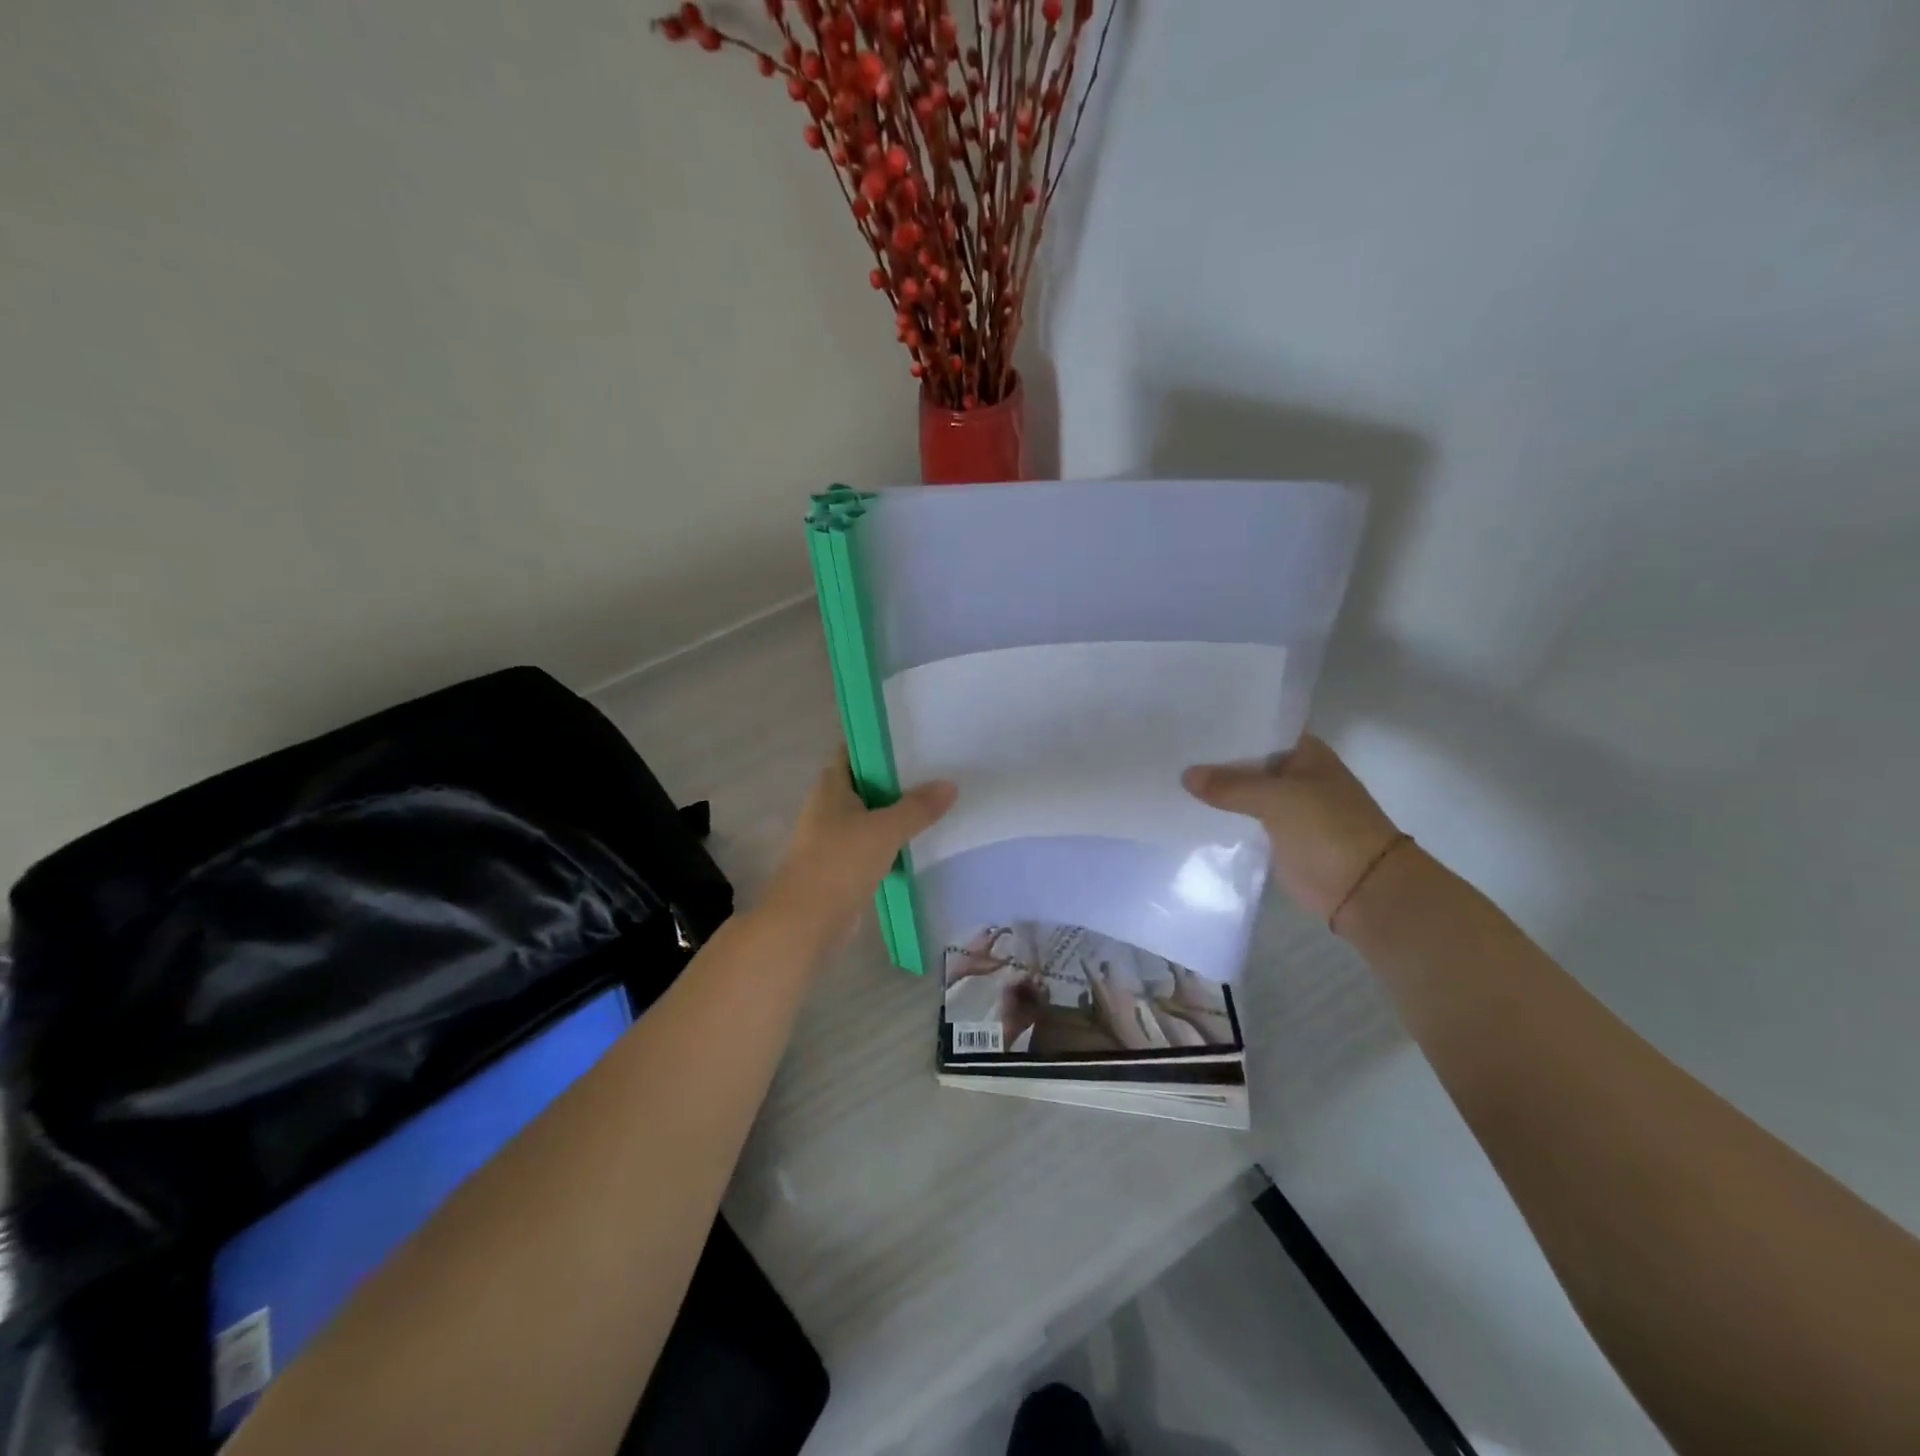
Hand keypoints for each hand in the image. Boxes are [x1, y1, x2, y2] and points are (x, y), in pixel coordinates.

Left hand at [761, 746, 956, 953]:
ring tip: (939, 802)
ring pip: (872, 816)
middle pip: (867, 783)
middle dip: (898, 778)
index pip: (854, 750)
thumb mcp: (884, 830)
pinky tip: (923, 841)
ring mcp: (834, 837)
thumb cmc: (839, 864)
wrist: (805, 924)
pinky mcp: (843, 866)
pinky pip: (874, 844)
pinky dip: (894, 842)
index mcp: (831, 786)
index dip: (881, 741)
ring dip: (898, 812)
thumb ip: (917, 807)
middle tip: (938, 769)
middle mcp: (829, 806)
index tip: (915, 738)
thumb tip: (950, 785)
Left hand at [944, 926, 1016, 987]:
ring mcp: (973, 937)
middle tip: (1000, 934)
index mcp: (989, 938)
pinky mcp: (966, 941)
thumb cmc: (976, 964)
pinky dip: (981, 937)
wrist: (957, 964)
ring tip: (991, 938)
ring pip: (982, 931)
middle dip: (996, 929)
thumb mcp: (993, 965)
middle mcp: (981, 934)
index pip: (1000, 930)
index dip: (1006, 930)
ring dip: (987, 933)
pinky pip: (976, 936)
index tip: (1011, 932)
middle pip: (990, 928)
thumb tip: (1014, 958)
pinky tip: (981, 944)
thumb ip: (1004, 961)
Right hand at [1182, 735, 1400, 922]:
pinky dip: (1223, 819)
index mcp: (1306, 753)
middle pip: (1248, 762)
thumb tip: (1186, 775)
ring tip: (1170, 778)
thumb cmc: (1328, 829)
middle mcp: (1296, 775)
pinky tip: (1189, 811)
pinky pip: (1244, 820)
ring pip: (1244, 793)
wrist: (1363, 889)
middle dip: (1215, 761)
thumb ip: (1230, 785)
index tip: (1188, 723)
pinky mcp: (1278, 837)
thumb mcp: (1277, 798)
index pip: (1260, 730)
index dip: (1227, 727)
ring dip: (1217, 792)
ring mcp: (1288, 808)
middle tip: (1169, 751)